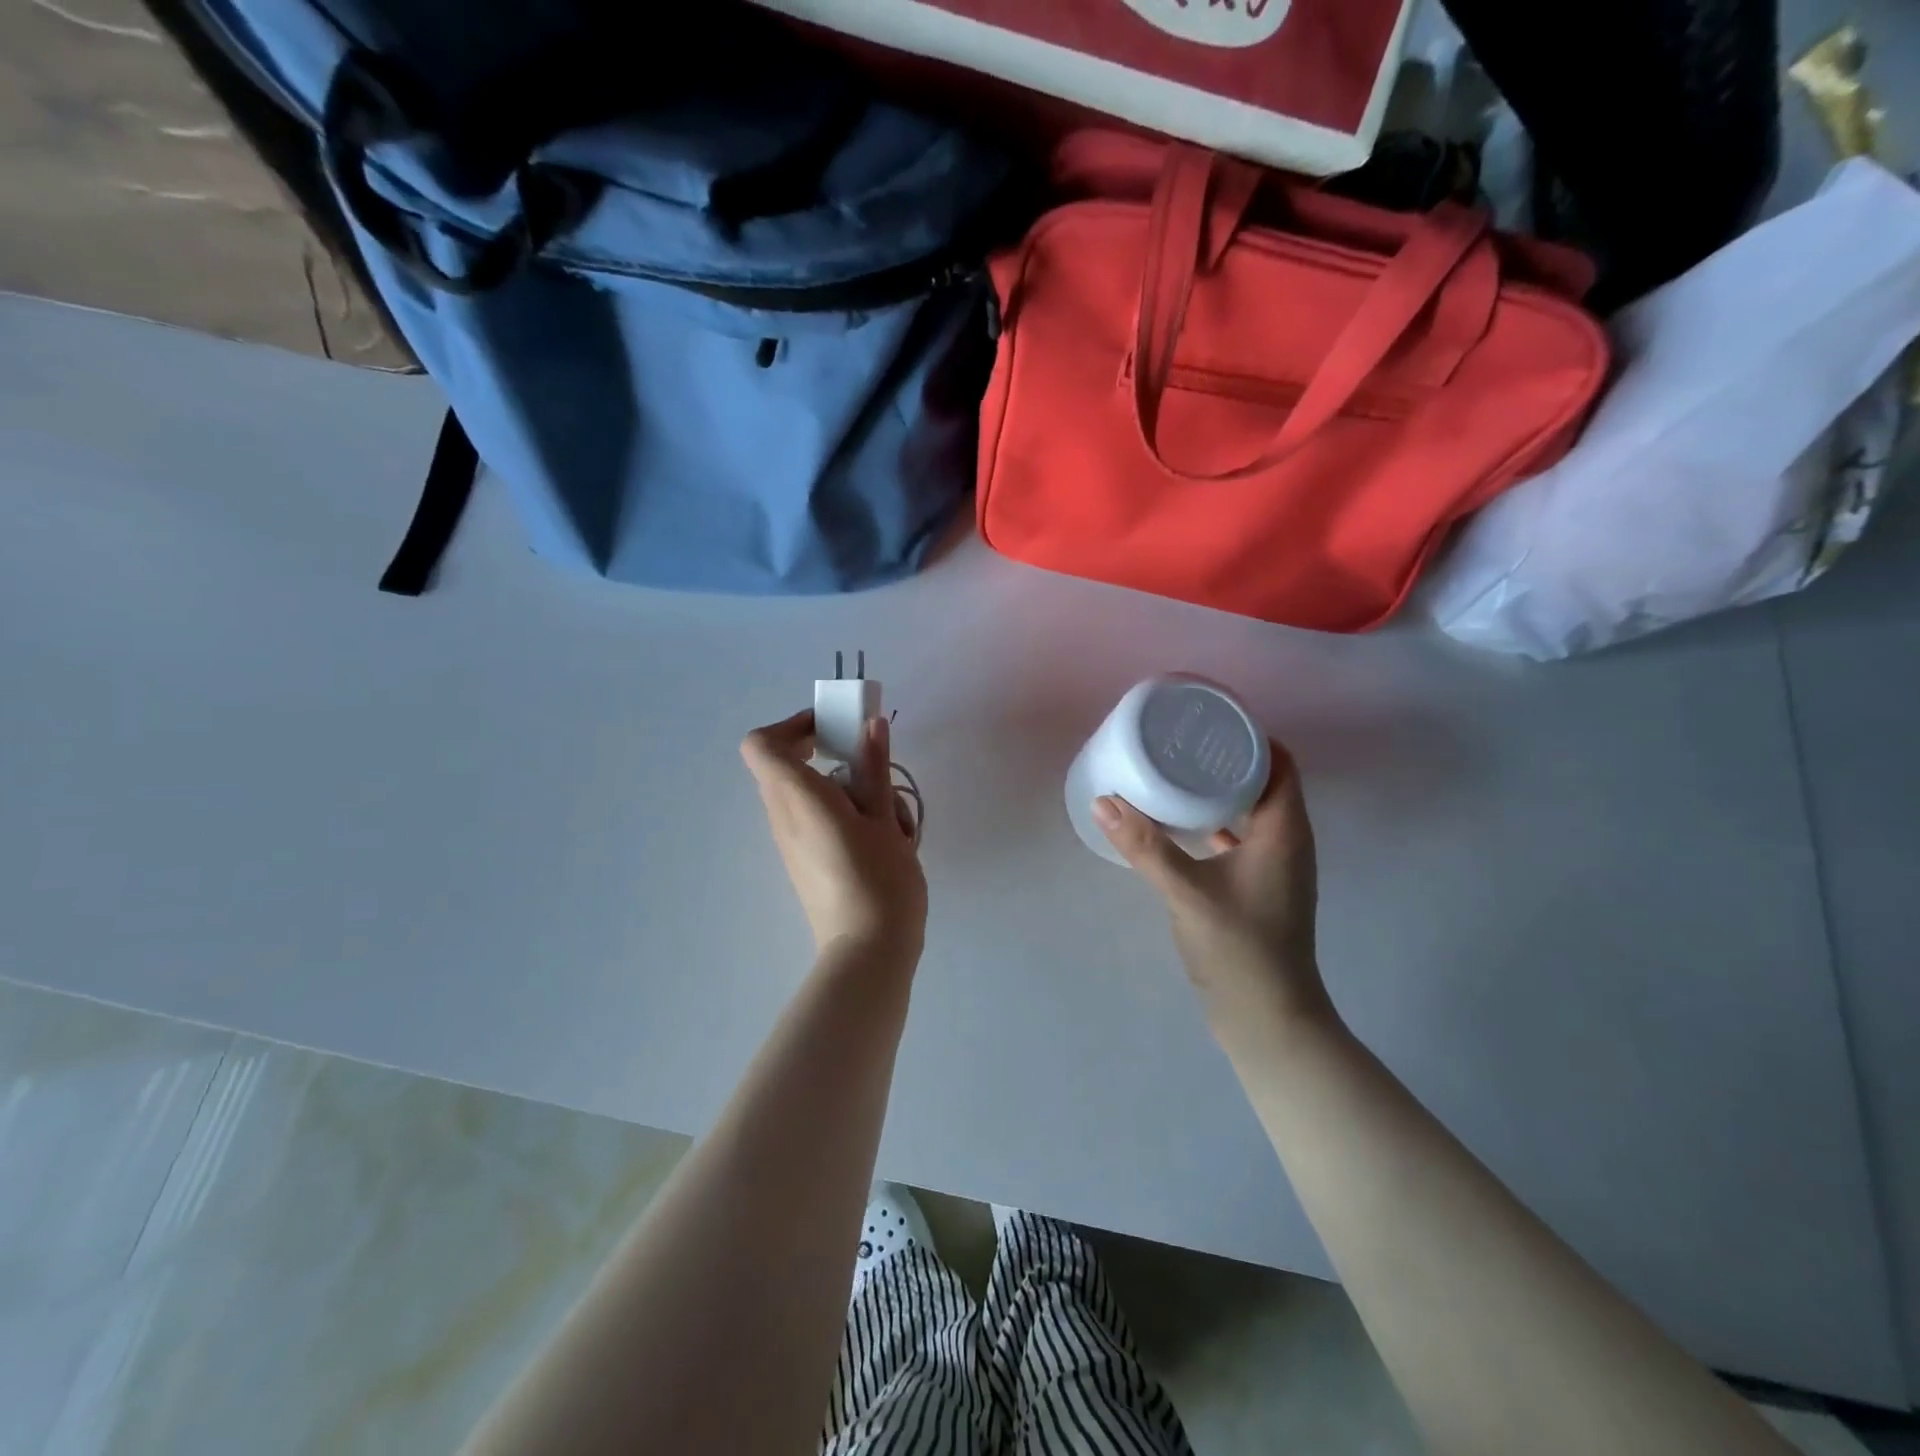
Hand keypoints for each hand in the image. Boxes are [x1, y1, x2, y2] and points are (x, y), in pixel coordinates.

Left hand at [742, 710, 927, 961]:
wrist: (868, 951)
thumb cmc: (879, 879)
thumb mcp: (885, 818)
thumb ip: (874, 768)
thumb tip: (871, 725)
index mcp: (798, 797)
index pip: (761, 744)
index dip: (792, 726)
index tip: (834, 730)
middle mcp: (784, 816)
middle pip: (785, 767)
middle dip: (829, 754)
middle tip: (870, 763)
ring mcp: (791, 842)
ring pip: (806, 795)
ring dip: (846, 788)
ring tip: (890, 812)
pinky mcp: (804, 862)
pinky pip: (814, 821)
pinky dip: (845, 815)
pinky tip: (884, 837)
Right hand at [1095, 742, 1331, 1029]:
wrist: (1268, 1020)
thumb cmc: (1240, 950)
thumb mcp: (1187, 893)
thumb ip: (1145, 848)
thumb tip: (1104, 802)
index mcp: (1284, 831)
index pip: (1280, 763)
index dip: (1250, 736)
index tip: (1208, 721)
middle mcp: (1286, 842)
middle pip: (1264, 782)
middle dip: (1226, 759)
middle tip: (1180, 741)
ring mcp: (1274, 868)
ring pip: (1250, 812)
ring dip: (1219, 791)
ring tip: (1175, 772)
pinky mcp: (1257, 889)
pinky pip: (1238, 839)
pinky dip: (1214, 824)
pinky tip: (1178, 824)